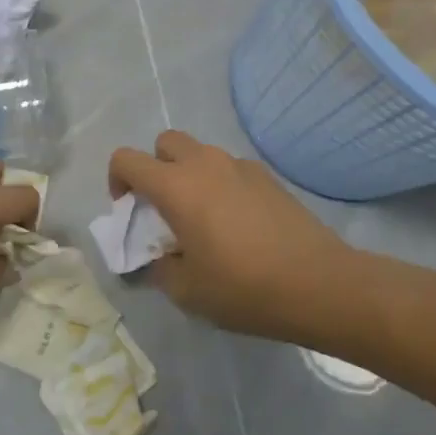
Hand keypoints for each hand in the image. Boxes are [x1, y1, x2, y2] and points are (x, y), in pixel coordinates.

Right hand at [108, 130, 354, 342]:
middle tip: (164, 209)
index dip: (117, 180)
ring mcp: (239, 165)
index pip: (127, 159)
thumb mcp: (188, 291)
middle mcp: (205, 163)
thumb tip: (157, 258)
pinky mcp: (266, 176)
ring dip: (189, 175)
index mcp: (176, 186)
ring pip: (200, 153)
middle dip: (155, 168)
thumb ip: (159, 268)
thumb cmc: (244, 288)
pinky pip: (229, 168)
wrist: (318, 283)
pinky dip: (220, 184)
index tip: (129, 211)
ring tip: (203, 219)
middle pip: (165, 142)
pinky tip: (238, 224)